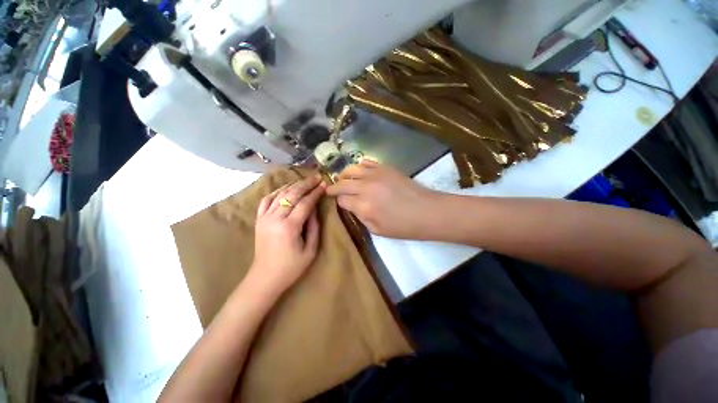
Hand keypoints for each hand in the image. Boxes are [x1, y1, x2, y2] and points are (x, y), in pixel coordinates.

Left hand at [250, 175, 325, 294]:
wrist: (265, 278)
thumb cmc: (291, 267)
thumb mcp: (310, 250)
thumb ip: (314, 227)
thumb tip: (314, 209)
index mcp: (289, 227)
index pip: (305, 203)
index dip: (316, 193)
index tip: (324, 184)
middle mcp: (275, 218)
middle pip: (292, 194)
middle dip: (306, 184)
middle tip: (317, 177)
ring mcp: (264, 217)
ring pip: (280, 194)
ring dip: (293, 185)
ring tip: (305, 181)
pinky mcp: (259, 219)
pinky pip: (266, 200)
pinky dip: (276, 191)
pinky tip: (285, 189)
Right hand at [326, 160, 441, 238]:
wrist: (427, 211)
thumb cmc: (403, 226)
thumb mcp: (377, 230)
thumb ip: (361, 217)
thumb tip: (353, 206)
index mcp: (363, 205)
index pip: (342, 200)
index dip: (339, 202)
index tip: (340, 203)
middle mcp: (365, 187)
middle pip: (342, 183)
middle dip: (334, 187)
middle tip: (330, 189)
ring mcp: (375, 174)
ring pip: (351, 169)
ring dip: (344, 175)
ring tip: (343, 179)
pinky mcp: (385, 167)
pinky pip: (366, 162)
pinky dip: (359, 166)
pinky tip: (360, 172)